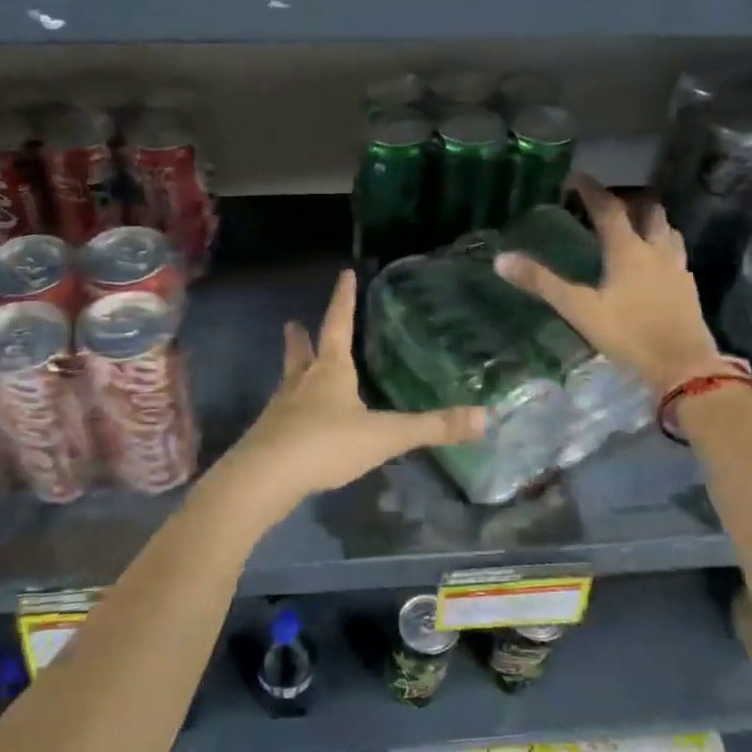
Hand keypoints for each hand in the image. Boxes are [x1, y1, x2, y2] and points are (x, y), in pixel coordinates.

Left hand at [223, 270, 484, 503]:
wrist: (266, 477)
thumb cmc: (327, 444)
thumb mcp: (385, 435)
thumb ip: (432, 428)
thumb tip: (485, 418)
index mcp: (330, 372)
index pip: (338, 325)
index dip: (343, 299)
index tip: (343, 274)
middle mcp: (301, 383)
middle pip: (301, 351)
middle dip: (300, 337)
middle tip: (292, 321)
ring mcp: (280, 409)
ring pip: (287, 381)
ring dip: (292, 368)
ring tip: (292, 364)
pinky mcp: (269, 436)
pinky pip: (282, 415)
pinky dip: (289, 409)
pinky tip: (293, 421)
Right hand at [494, 172, 720, 391]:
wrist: (683, 366)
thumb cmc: (629, 335)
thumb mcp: (579, 310)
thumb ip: (542, 284)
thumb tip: (501, 260)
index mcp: (628, 250)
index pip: (608, 209)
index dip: (591, 190)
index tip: (576, 177)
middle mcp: (656, 250)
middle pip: (648, 210)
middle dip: (628, 200)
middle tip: (607, 202)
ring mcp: (677, 268)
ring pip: (667, 230)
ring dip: (649, 220)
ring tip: (632, 226)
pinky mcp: (688, 287)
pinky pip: (675, 254)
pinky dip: (661, 246)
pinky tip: (652, 263)